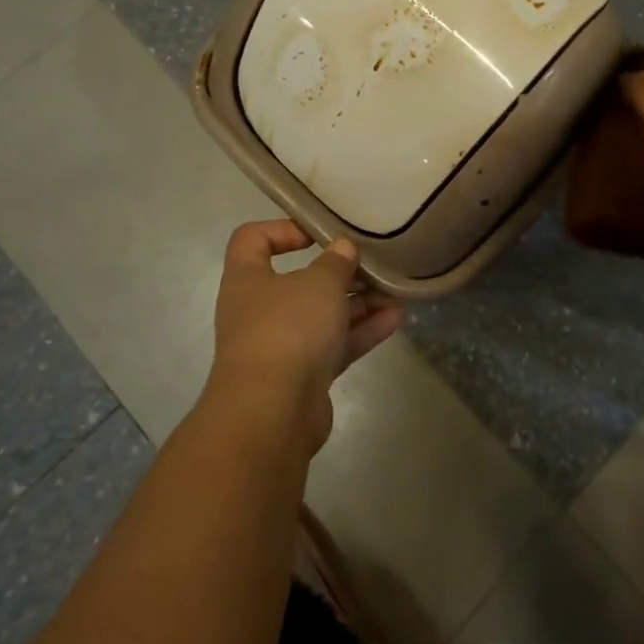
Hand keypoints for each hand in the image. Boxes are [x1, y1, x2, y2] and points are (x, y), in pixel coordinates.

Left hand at [206, 220, 404, 453]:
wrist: (271, 413)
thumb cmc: (287, 328)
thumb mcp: (319, 283)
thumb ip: (336, 262)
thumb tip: (342, 249)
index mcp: (247, 278)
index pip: (252, 240)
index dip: (283, 229)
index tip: (319, 234)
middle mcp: (260, 309)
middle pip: (299, 281)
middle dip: (339, 273)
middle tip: (371, 265)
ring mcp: (282, 345)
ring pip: (323, 315)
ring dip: (358, 302)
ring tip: (395, 291)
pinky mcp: (304, 375)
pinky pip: (335, 344)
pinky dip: (362, 330)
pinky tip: (396, 318)